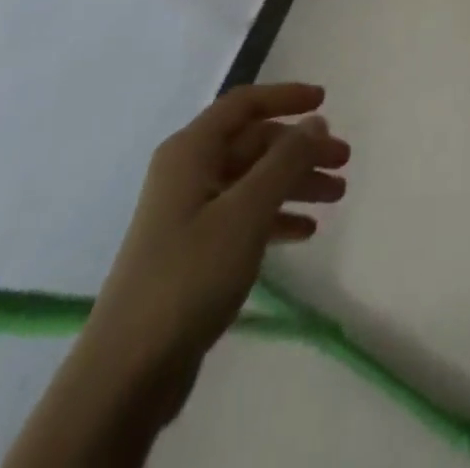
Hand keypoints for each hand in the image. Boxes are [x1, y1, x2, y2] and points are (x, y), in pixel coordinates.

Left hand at [80, 83, 349, 414]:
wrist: (127, 373)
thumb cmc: (190, 274)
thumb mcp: (247, 210)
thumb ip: (286, 160)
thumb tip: (315, 121)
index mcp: (191, 151)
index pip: (244, 104)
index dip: (286, 96)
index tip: (326, 101)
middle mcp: (188, 173)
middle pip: (254, 143)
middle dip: (300, 149)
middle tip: (343, 161)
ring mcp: (189, 213)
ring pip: (253, 180)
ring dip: (295, 182)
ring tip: (337, 195)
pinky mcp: (193, 251)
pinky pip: (244, 217)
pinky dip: (275, 217)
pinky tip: (305, 231)